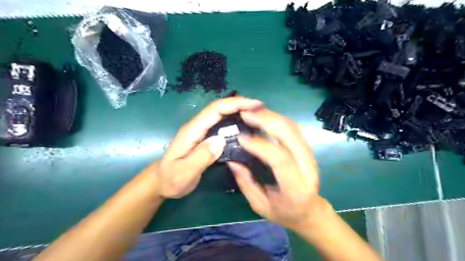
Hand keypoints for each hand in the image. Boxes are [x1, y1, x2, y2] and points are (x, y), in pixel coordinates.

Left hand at [154, 97, 264, 198]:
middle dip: (240, 105)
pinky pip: (222, 126)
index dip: (235, 104)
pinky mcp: (205, 138)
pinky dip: (235, 122)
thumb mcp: (184, 173)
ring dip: (239, 111)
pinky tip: (245, 128)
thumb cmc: (171, 179)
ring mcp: (201, 132)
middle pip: (220, 109)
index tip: (255, 104)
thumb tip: (221, 140)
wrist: (161, 182)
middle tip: (261, 110)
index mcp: (192, 131)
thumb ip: (201, 157)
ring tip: (258, 116)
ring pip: (222, 116)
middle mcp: (197, 127)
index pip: (215, 110)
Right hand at [228, 108, 323, 229]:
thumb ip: (246, 183)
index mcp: (295, 187)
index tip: (241, 137)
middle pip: (290, 135)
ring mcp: (310, 155)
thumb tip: (231, 160)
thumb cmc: (284, 212)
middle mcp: (307, 167)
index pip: (280, 159)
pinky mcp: (307, 148)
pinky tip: (263, 116)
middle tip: (245, 114)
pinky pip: (293, 127)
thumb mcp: (260, 206)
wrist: (310, 210)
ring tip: (251, 111)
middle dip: (267, 120)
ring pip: (292, 127)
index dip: (260, 145)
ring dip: (271, 115)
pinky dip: (277, 118)